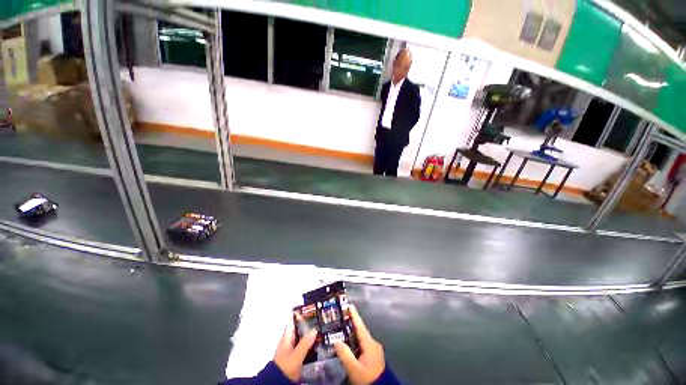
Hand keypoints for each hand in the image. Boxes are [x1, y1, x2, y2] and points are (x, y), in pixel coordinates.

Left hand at [274, 315, 316, 381]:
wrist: (278, 382)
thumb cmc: (286, 365)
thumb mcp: (296, 355)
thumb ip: (305, 343)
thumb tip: (315, 329)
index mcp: (287, 336)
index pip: (293, 320)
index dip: (300, 313)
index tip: (310, 307)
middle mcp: (289, 340)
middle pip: (299, 328)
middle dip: (308, 323)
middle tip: (321, 318)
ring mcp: (292, 348)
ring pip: (302, 336)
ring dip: (310, 333)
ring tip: (322, 329)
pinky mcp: (295, 356)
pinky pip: (304, 345)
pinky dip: (310, 342)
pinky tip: (318, 343)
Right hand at [334, 305, 384, 384]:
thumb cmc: (367, 379)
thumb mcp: (354, 369)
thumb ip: (345, 354)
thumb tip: (336, 341)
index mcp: (370, 343)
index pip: (360, 326)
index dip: (354, 315)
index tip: (349, 305)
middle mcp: (373, 343)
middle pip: (360, 330)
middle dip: (351, 323)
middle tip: (341, 316)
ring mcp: (374, 350)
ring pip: (361, 338)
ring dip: (352, 333)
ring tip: (341, 328)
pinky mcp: (373, 356)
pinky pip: (362, 344)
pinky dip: (355, 341)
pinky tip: (348, 343)